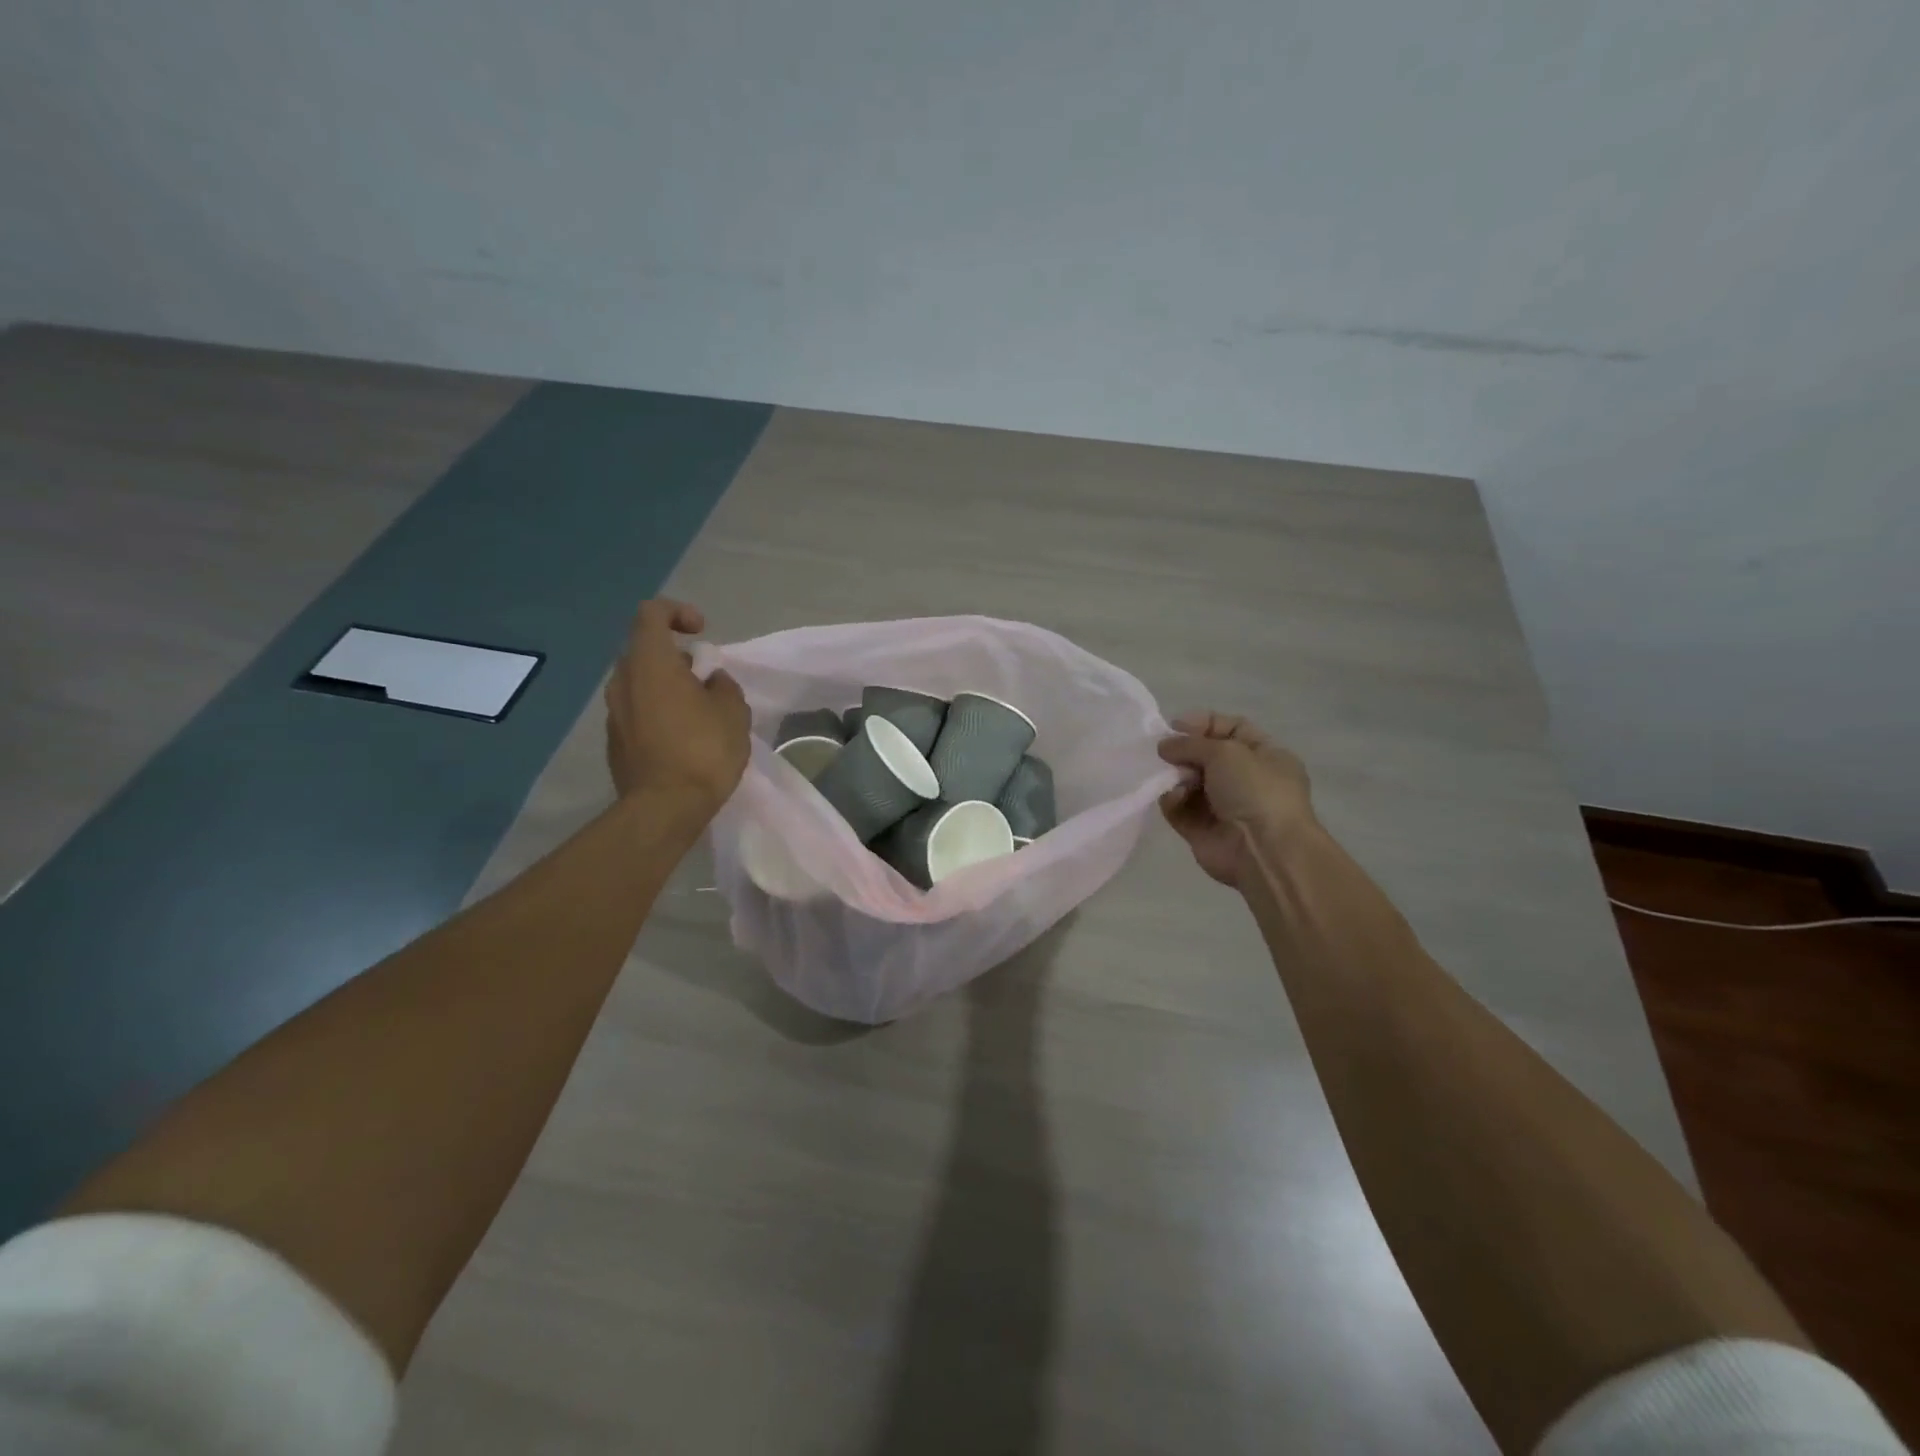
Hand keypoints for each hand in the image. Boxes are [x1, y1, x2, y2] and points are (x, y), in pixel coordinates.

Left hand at [604, 599, 749, 816]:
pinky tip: (684, 738)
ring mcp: (613, 713)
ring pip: (641, 683)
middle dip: (677, 658)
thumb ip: (723, 686)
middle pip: (646, 651)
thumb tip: (710, 682)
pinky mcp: (615, 741)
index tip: (702, 632)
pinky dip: (659, 712)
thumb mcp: (733, 711)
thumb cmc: (703, 750)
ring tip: (699, 712)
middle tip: (706, 680)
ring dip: (668, 687)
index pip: (652, 613)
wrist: (664, 808)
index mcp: (650, 663)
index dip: (678, 613)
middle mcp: (623, 681)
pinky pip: (637, 712)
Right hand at [1157, 712, 1316, 888]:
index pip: (1232, 729)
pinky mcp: (1201, 830)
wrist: (1263, 850)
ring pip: (1188, 782)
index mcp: (1266, 755)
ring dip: (1175, 776)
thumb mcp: (1226, 751)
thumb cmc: (1255, 790)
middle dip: (1183, 752)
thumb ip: (1191, 743)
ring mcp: (1223, 807)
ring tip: (1172, 777)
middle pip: (1205, 756)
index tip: (1176, 726)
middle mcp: (1246, 780)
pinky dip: (1172, 801)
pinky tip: (1174, 798)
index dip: (1204, 723)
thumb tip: (1164, 747)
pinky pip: (1179, 809)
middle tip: (1165, 752)